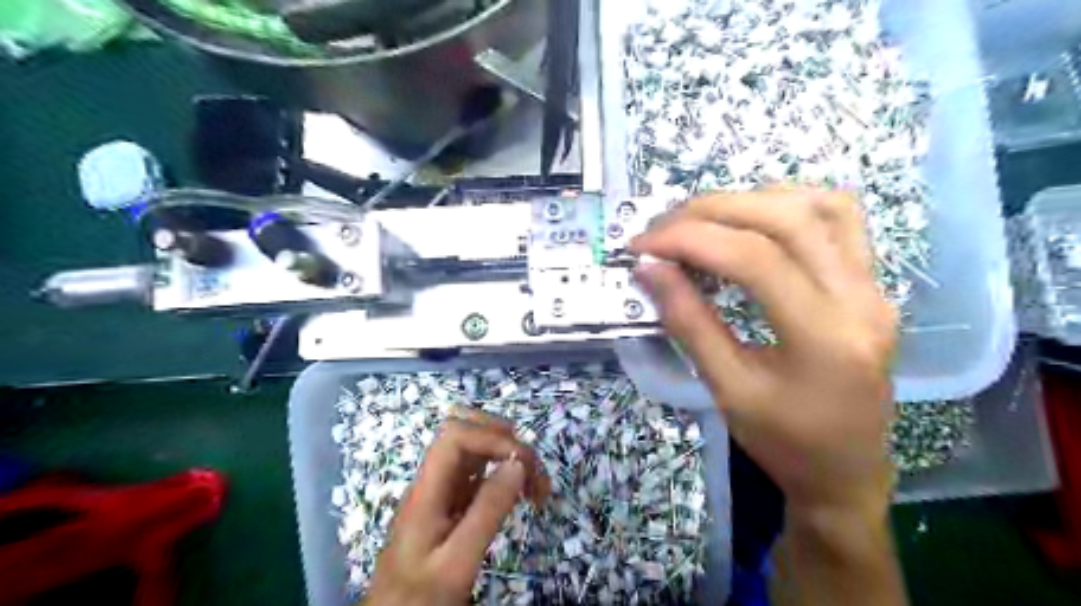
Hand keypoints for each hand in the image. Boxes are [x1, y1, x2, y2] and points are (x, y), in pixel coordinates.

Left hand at [367, 413, 549, 605]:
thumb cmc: (420, 598)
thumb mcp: (458, 561)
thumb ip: (488, 511)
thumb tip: (518, 463)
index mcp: (427, 490)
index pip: (455, 435)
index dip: (492, 437)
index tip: (523, 465)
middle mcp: (433, 482)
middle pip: (464, 431)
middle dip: (503, 439)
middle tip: (531, 468)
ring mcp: (441, 492)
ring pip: (475, 451)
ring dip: (507, 456)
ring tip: (536, 486)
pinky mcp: (451, 505)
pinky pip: (479, 474)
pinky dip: (504, 476)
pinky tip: (519, 495)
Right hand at [631, 187, 900, 517]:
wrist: (846, 472)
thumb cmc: (784, 443)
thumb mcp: (727, 389)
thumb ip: (688, 323)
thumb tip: (649, 269)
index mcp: (825, 337)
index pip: (754, 258)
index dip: (690, 240)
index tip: (642, 245)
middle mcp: (860, 299)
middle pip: (786, 219)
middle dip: (712, 211)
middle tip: (662, 226)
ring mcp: (875, 286)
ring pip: (818, 206)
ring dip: (750, 200)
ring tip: (700, 219)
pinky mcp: (873, 284)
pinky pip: (841, 219)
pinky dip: (790, 204)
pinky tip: (754, 218)